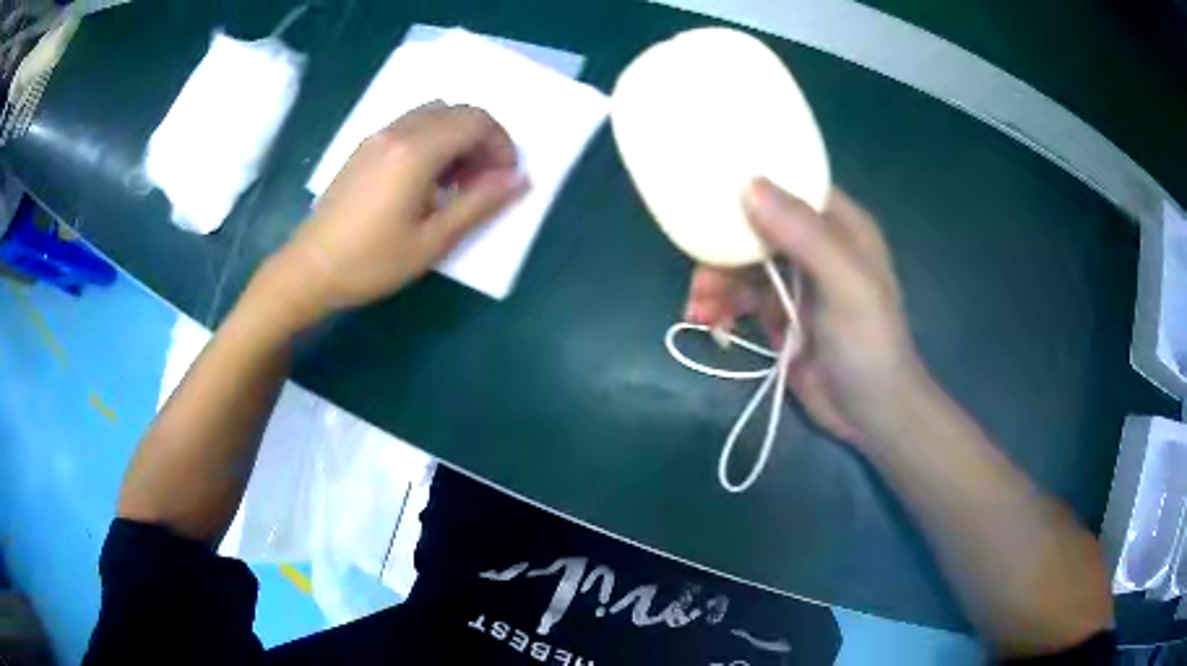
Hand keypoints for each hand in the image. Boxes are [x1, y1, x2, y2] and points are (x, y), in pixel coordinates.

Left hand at [261, 102, 528, 327]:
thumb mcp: (432, 241)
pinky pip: (411, 125)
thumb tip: (519, 180)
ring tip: (456, 181)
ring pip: (434, 114)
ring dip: (458, 137)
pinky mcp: (365, 147)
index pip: (476, 121)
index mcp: (415, 151)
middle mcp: (397, 131)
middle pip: (458, 111)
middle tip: (484, 181)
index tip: (505, 179)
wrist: (310, 270)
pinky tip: (426, 179)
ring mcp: (377, 136)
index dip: (501, 144)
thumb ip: (479, 204)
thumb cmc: (371, 262)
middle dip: (483, 139)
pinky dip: (433, 139)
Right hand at [685, 179, 926, 448]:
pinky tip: (712, 327)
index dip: (753, 182)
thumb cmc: (870, 343)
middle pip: (755, 227)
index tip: (710, 190)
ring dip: (716, 285)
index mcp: (838, 226)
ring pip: (741, 266)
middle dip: (723, 250)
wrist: (871, 414)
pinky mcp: (778, 315)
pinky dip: (722, 309)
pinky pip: (740, 299)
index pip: (791, 185)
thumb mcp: (845, 284)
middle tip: (701, 277)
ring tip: (700, 311)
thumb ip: (804, 234)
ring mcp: (794, 282)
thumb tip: (750, 184)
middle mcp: (813, 246)